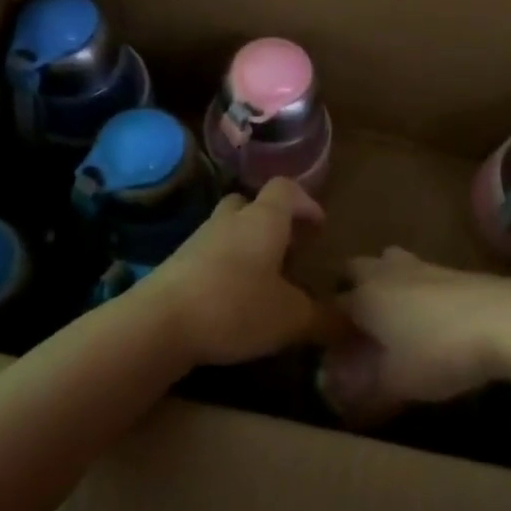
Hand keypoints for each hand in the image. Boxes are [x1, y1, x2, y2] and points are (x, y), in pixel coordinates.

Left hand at [136, 178, 328, 366]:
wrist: (160, 322)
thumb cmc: (236, 306)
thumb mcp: (291, 318)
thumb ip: (323, 318)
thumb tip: (351, 322)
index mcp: (263, 219)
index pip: (286, 189)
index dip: (305, 202)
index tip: (319, 227)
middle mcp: (230, 219)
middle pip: (252, 204)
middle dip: (273, 222)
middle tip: (290, 250)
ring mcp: (199, 239)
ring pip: (229, 229)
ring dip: (248, 245)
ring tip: (265, 279)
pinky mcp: (177, 263)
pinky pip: (210, 254)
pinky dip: (226, 266)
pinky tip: (234, 298)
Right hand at [319, 248, 510, 423]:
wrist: (507, 319)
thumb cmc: (440, 350)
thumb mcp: (400, 383)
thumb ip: (368, 394)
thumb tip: (347, 408)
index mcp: (364, 296)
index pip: (332, 306)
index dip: (329, 328)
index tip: (334, 352)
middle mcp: (386, 273)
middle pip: (357, 269)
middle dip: (353, 290)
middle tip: (362, 326)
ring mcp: (422, 266)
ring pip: (391, 265)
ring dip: (388, 284)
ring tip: (398, 319)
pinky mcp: (454, 269)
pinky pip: (421, 275)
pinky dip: (418, 291)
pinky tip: (432, 318)